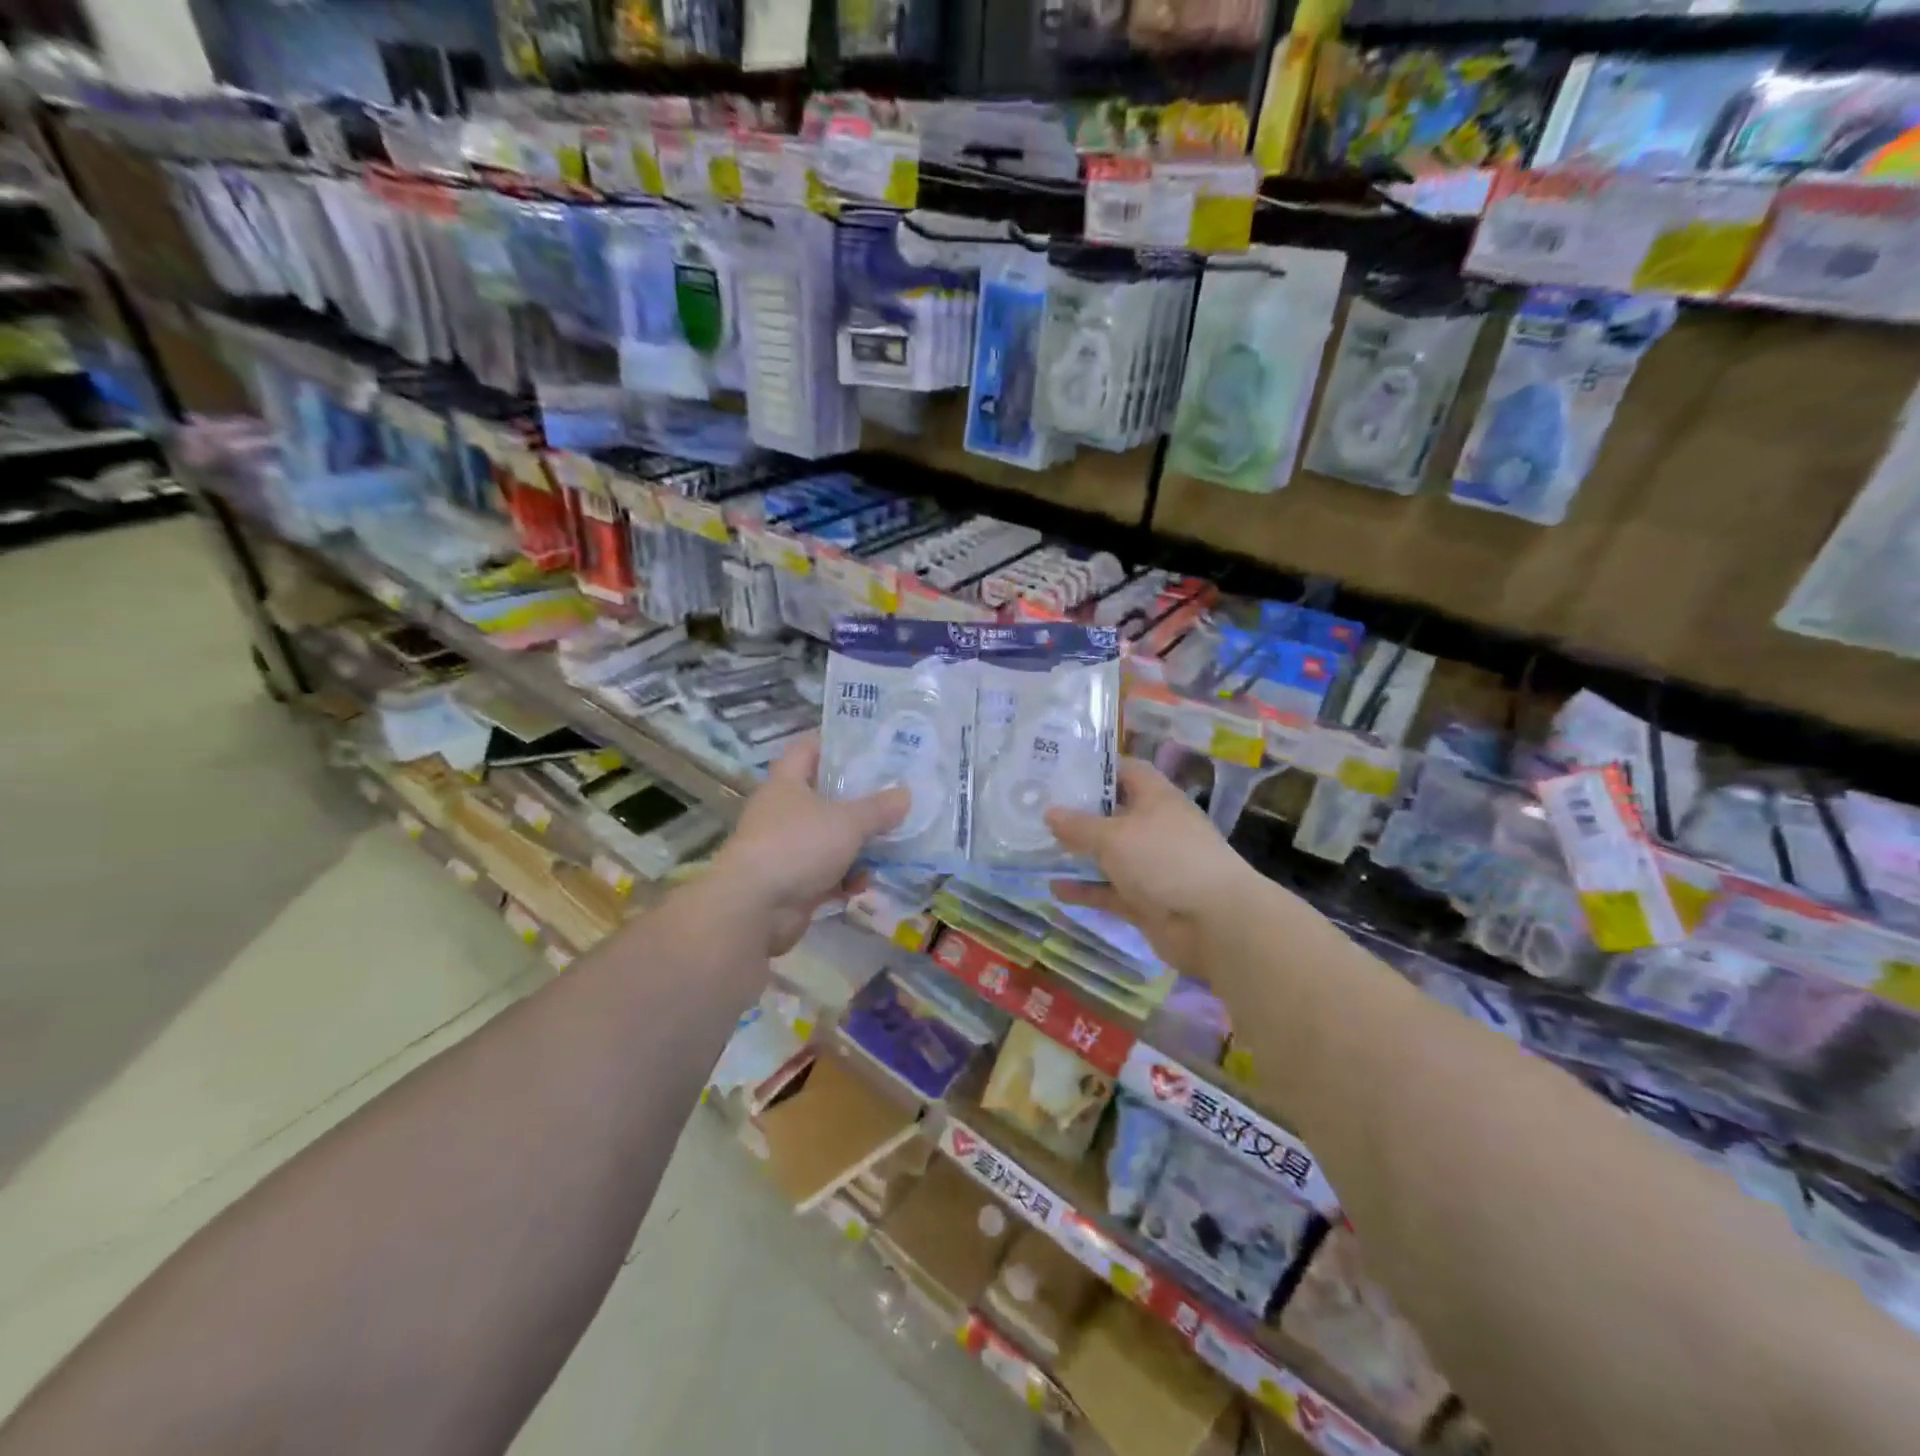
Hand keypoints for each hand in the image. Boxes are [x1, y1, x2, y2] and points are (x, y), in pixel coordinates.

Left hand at [712, 735, 908, 956]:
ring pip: (826, 837)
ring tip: (890, 844)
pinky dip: (843, 878)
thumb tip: (905, 794)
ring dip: (855, 844)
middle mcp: (781, 812)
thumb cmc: (799, 845)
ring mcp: (784, 848)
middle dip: (856, 799)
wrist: (755, 908)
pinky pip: (824, 873)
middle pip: (822, 796)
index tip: (867, 745)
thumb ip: (878, 808)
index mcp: (786, 783)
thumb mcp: (847, 822)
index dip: (834, 743)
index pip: (807, 749)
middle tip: (892, 796)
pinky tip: (864, 884)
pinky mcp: (790, 882)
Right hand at [1045, 758, 1265, 972]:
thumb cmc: (1165, 859)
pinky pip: (1109, 890)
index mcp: (1156, 798)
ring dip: (1078, 854)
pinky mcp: (1146, 900)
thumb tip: (1049, 812)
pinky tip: (1054, 889)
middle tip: (1037, 808)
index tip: (1059, 770)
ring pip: (1108, 855)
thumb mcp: (1114, 836)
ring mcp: (1151, 866)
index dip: (1096, 768)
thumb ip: (1079, 825)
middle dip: (1078, 813)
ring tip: (1038, 848)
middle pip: (1113, 813)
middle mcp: (1155, 827)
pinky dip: (1085, 890)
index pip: (1126, 771)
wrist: (1214, 923)